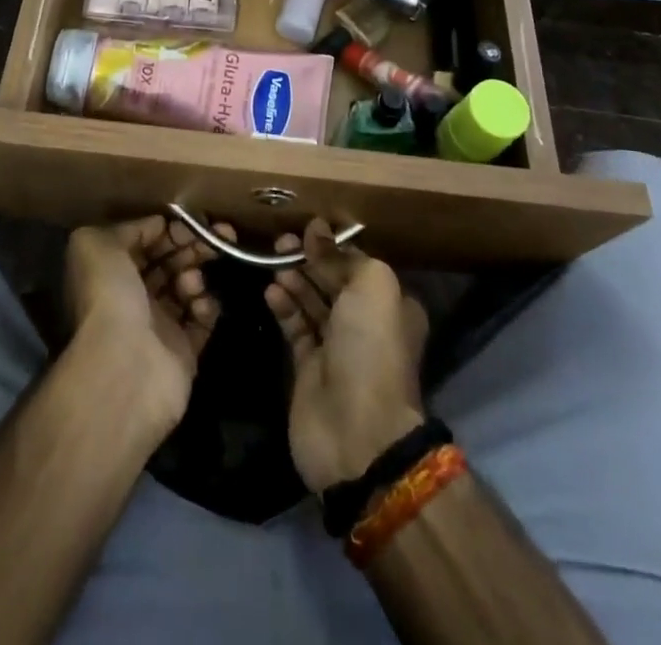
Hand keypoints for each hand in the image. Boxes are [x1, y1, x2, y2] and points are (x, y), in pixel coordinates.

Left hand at [64, 216, 229, 433]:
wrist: (124, 368)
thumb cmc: (107, 297)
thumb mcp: (96, 244)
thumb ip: (127, 226)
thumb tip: (159, 225)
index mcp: (112, 271)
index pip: (146, 240)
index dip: (169, 228)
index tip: (194, 220)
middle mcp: (132, 296)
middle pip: (170, 260)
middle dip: (192, 245)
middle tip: (218, 235)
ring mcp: (159, 325)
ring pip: (187, 286)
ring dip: (196, 274)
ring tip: (194, 280)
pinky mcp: (183, 353)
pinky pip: (202, 321)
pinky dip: (207, 307)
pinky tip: (202, 303)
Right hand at [265, 220, 427, 492]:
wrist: (356, 432)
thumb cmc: (370, 349)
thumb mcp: (372, 287)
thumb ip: (342, 255)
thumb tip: (316, 229)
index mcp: (390, 304)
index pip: (357, 264)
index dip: (332, 245)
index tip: (305, 229)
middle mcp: (365, 323)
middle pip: (332, 280)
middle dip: (309, 259)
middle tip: (280, 241)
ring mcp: (336, 347)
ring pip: (311, 302)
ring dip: (294, 279)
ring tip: (272, 262)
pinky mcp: (308, 368)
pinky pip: (294, 326)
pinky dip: (283, 307)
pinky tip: (270, 291)